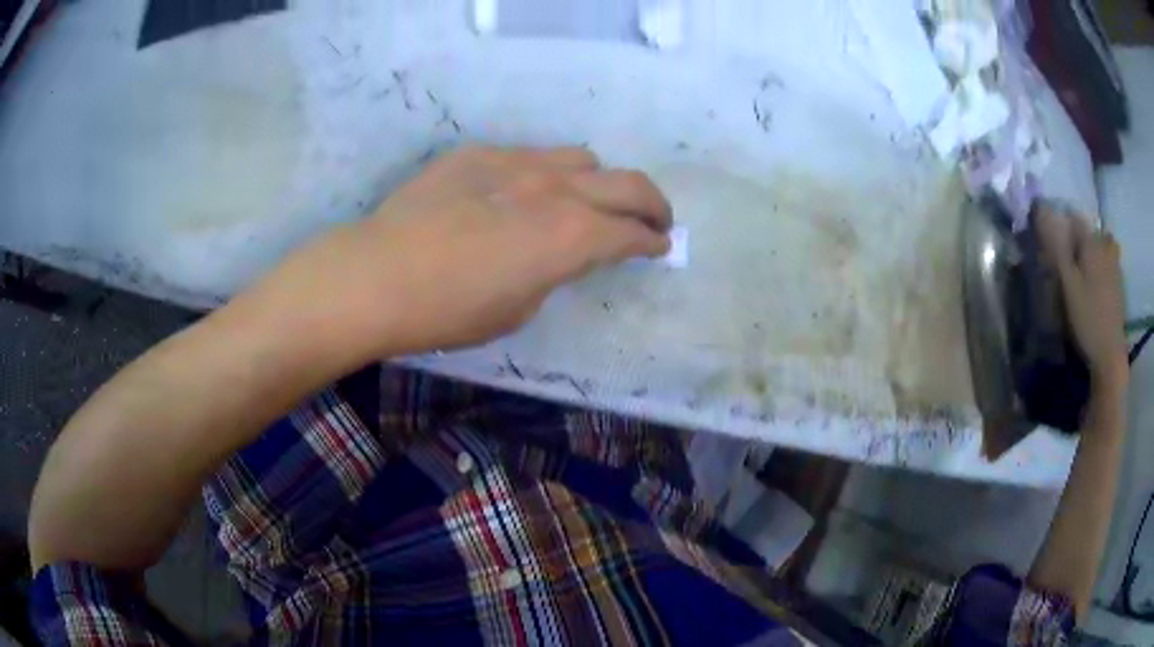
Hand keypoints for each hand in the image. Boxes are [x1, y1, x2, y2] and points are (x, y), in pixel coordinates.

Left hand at [259, 146, 671, 355]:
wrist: (377, 275)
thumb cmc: (448, 311)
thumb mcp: (518, 308)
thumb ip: (552, 271)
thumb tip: (555, 254)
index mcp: (572, 237)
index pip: (632, 234)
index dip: (652, 242)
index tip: (660, 245)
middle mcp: (556, 190)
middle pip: (628, 183)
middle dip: (652, 204)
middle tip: (655, 218)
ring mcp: (516, 162)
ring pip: (580, 157)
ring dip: (598, 181)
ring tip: (588, 199)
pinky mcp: (478, 153)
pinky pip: (528, 155)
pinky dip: (544, 174)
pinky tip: (520, 193)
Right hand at [1035, 205, 1126, 391]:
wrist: (1110, 354)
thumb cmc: (1087, 317)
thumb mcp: (1067, 283)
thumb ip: (1055, 246)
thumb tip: (1040, 209)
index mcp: (1091, 243)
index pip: (1073, 218)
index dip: (1061, 223)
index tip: (1051, 239)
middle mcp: (1105, 247)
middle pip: (1089, 232)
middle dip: (1078, 238)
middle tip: (1067, 256)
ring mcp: (1115, 267)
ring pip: (1102, 246)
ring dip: (1092, 251)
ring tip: (1082, 268)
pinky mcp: (1118, 286)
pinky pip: (1109, 263)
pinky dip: (1101, 266)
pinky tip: (1095, 283)